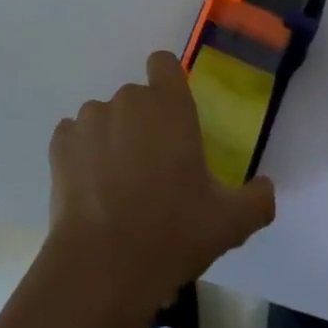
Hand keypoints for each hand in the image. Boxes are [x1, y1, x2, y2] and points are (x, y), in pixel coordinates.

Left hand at [48, 51, 275, 314]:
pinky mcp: (61, 141)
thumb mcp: (229, 224)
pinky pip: (74, 138)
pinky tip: (90, 191)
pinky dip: (81, 156)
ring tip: (117, 188)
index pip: (164, 64)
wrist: (103, 264)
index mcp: (168, 106)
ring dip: (111, 140)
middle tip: (153, 171)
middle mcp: (127, 99)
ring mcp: (89, 118)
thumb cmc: (172, 233)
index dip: (167, 84)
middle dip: (143, 125)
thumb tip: (266, 188)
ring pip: (104, 119)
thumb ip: (256, 201)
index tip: (173, 117)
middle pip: (136, 99)